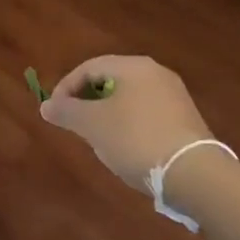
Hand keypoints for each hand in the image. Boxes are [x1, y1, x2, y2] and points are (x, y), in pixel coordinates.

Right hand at [39, 55, 212, 191]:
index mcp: (134, 66)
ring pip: (128, 98)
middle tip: (74, 124)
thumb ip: (66, 111)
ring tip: (97, 138)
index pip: (89, 67)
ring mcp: (174, 96)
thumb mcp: (92, 125)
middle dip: (87, 101)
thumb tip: (46, 105)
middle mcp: (156, 73)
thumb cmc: (135, 139)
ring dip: (107, 114)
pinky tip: (126, 147)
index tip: (55, 112)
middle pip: (110, 80)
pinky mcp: (185, 119)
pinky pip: (146, 113)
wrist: (194, 173)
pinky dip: (128, 124)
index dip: (66, 88)